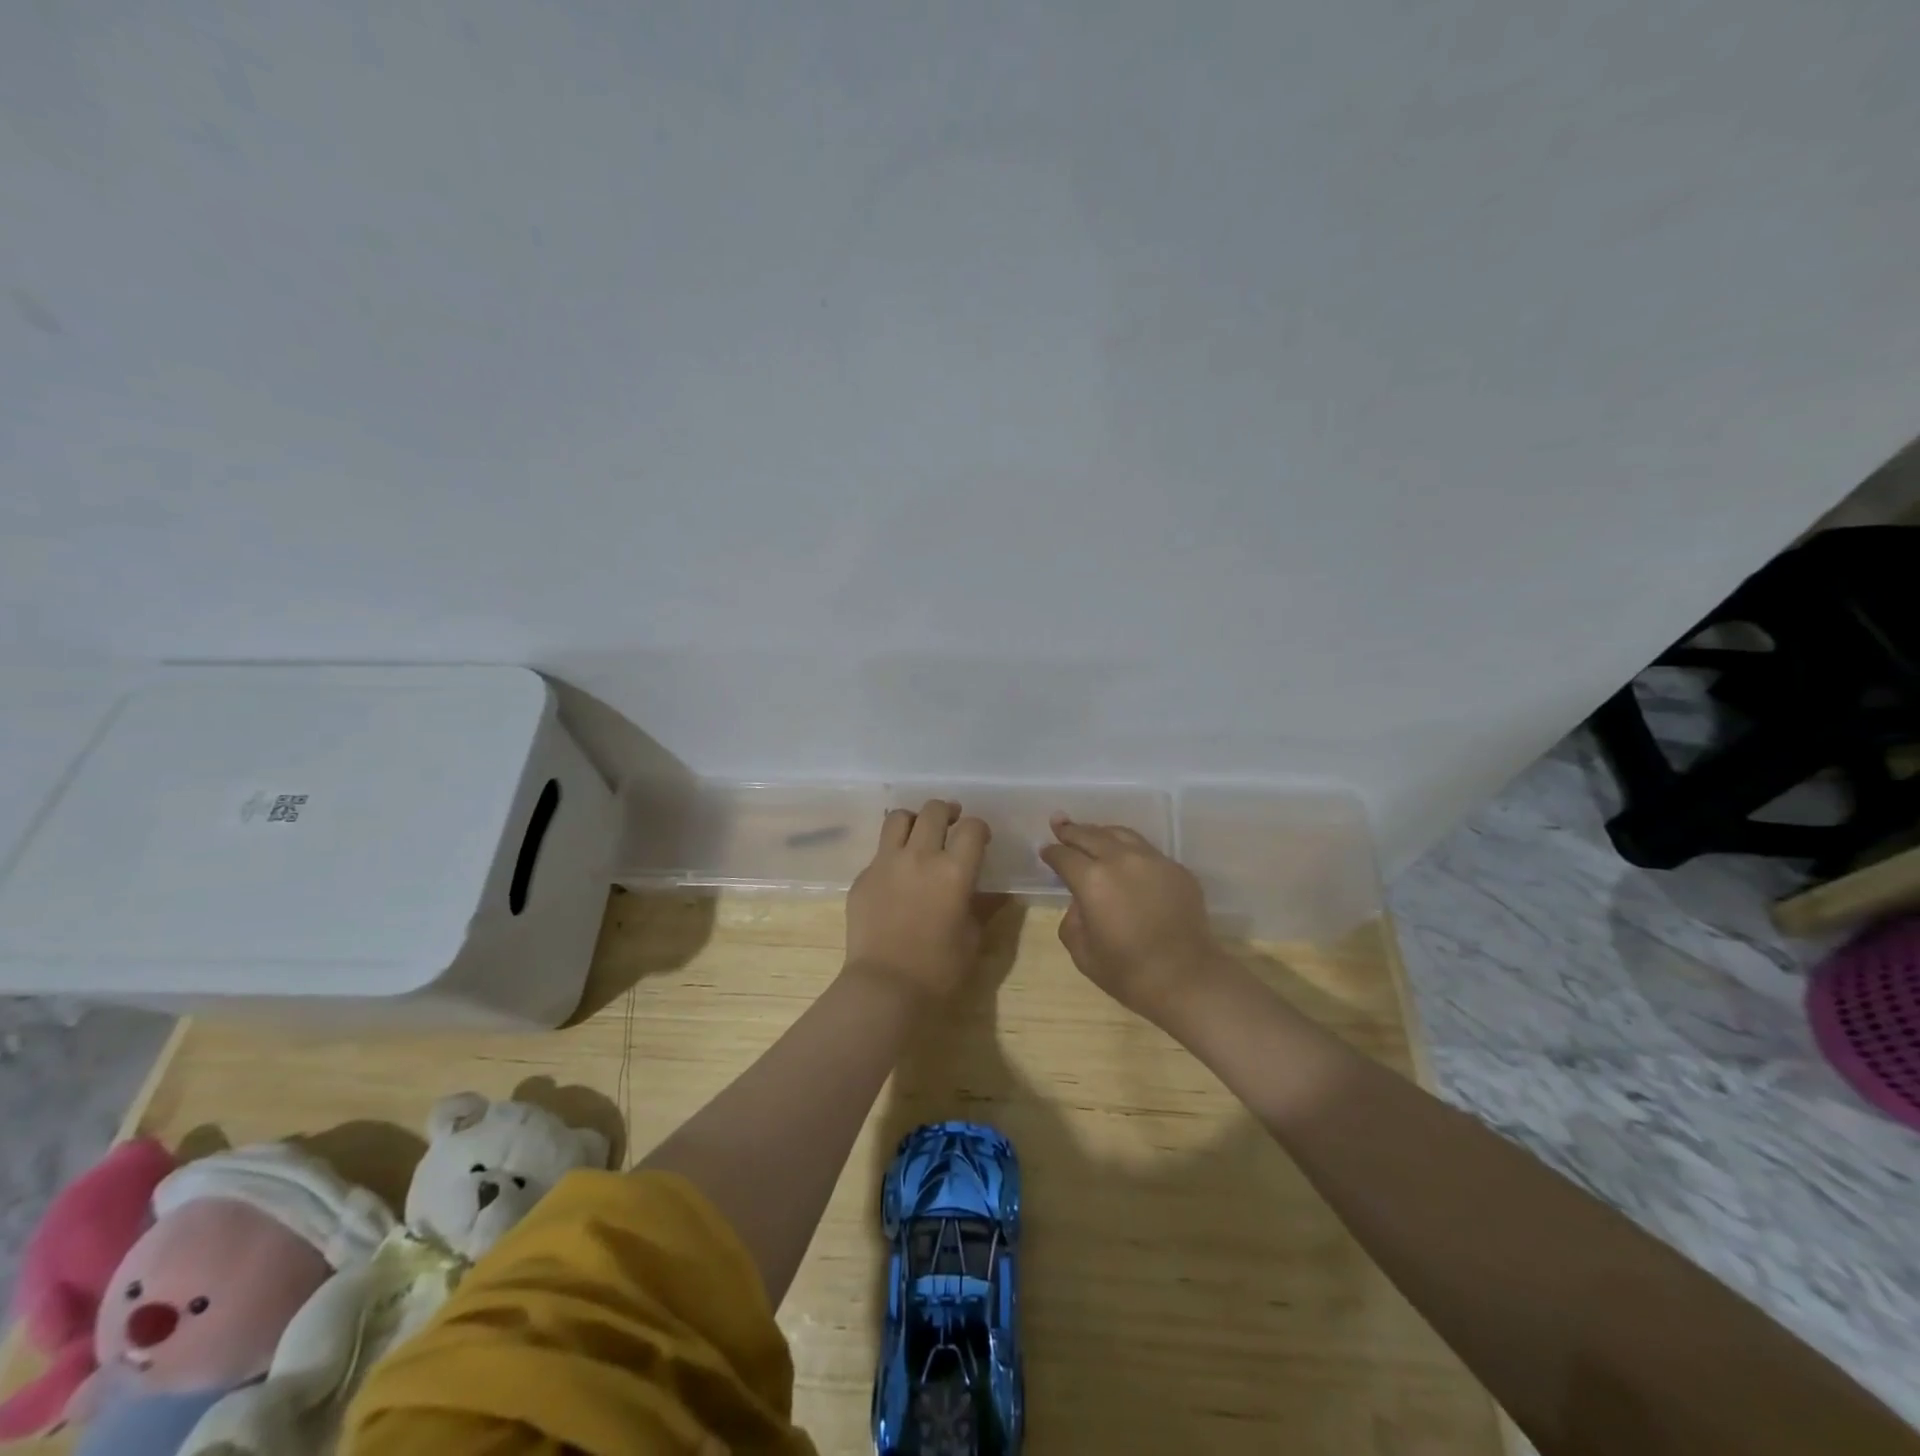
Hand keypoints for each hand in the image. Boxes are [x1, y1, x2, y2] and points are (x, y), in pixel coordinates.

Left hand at [845, 800, 991, 1000]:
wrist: (885, 987)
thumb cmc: (939, 969)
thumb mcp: (972, 938)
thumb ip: (984, 907)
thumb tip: (999, 893)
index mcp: (954, 870)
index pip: (971, 827)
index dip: (979, 828)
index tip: (980, 839)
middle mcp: (920, 856)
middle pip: (933, 811)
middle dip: (947, 812)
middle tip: (951, 824)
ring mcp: (886, 863)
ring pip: (898, 818)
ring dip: (914, 820)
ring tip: (919, 834)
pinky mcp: (863, 877)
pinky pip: (879, 851)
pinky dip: (892, 852)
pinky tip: (897, 874)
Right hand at [1039, 816, 1223, 1022]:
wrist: (1187, 979)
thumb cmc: (1128, 972)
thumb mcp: (1082, 952)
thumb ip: (1073, 920)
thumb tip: (1081, 903)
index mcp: (1092, 880)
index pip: (1064, 856)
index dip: (1052, 852)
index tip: (1046, 851)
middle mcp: (1121, 859)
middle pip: (1090, 835)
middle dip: (1071, 830)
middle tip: (1059, 823)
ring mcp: (1153, 860)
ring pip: (1121, 834)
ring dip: (1101, 833)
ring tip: (1091, 833)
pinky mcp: (1176, 869)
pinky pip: (1147, 850)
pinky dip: (1129, 849)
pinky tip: (1126, 858)